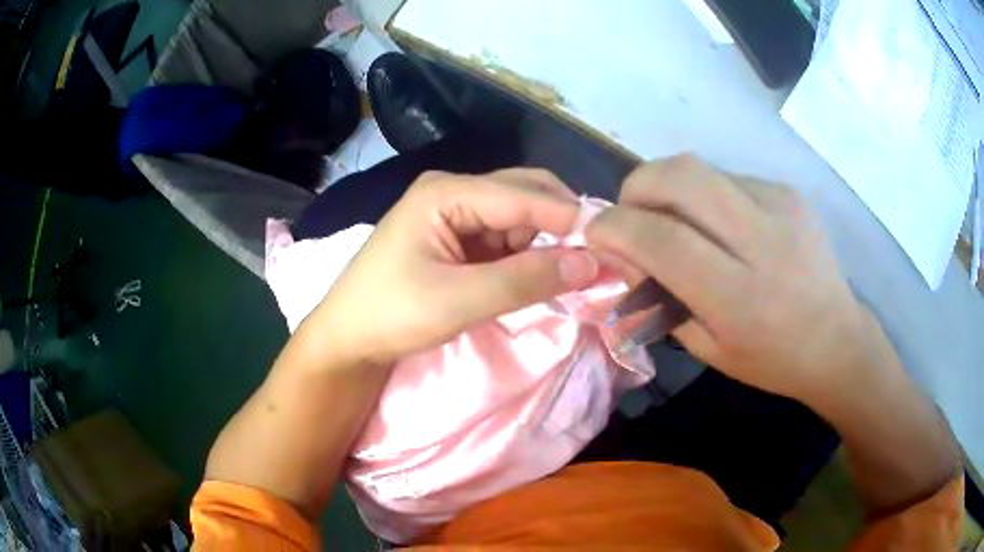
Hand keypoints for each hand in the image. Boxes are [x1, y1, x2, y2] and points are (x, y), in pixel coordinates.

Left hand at [309, 169, 599, 366]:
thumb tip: (592, 264)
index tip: (613, 246)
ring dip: (549, 241)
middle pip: (526, 194)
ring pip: (521, 217)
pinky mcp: (459, 239)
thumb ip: (525, 281)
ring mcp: (457, 214)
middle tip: (599, 258)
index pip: (523, 195)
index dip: (569, 219)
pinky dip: (530, 255)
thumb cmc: (390, 314)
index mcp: (447, 192)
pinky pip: (507, 238)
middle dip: (563, 225)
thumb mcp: (458, 301)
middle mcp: (455, 192)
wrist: (348, 339)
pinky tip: (545, 273)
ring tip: (578, 271)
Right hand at [587, 155, 878, 400]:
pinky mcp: (788, 191)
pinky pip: (726, 177)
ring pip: (699, 168)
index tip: (595, 233)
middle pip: (680, 176)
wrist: (837, 339)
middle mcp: (762, 240)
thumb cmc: (772, 359)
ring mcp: (780, 206)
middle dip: (636, 187)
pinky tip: (717, 224)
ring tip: (672, 219)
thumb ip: (662, 299)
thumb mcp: (709, 349)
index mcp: (739, 296)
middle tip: (630, 214)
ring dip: (668, 188)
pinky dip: (704, 194)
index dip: (616, 227)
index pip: (662, 239)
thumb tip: (625, 256)